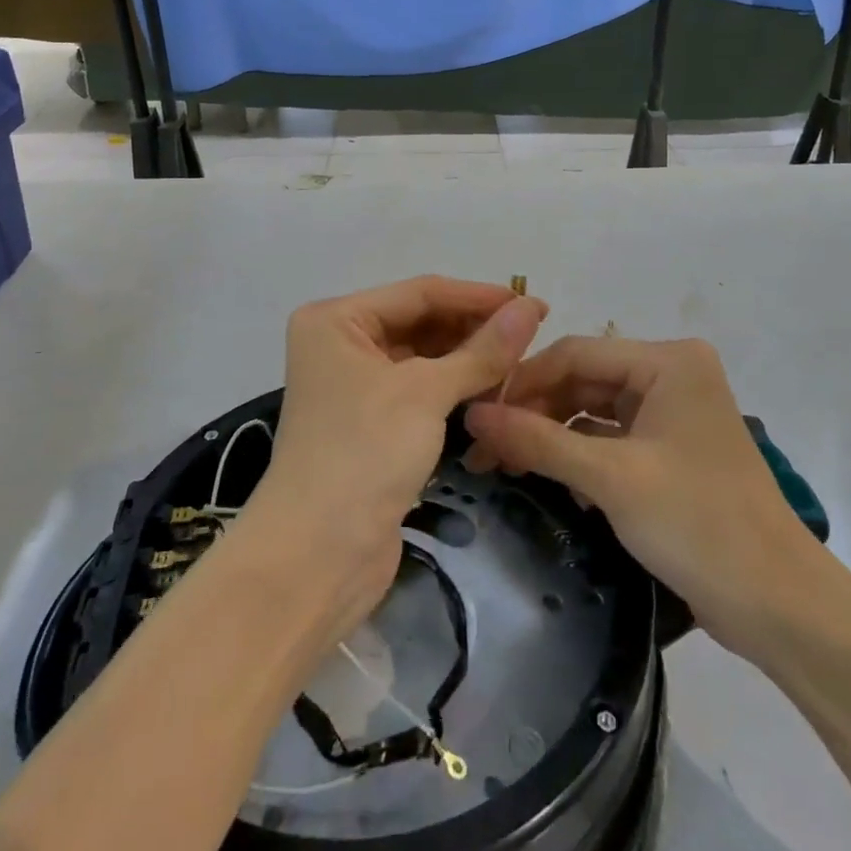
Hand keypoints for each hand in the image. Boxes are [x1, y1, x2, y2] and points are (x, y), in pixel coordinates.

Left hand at [242, 276, 549, 644]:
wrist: (317, 557)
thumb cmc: (364, 454)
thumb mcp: (426, 394)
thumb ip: (482, 350)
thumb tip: (531, 308)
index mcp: (337, 320)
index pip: (419, 293)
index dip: (478, 297)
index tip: (533, 304)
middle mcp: (341, 344)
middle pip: (420, 322)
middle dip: (474, 327)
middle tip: (533, 333)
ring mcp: (354, 385)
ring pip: (423, 358)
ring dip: (468, 359)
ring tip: (523, 359)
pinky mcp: (371, 423)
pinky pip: (420, 390)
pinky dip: (455, 388)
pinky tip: (494, 388)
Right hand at [463, 335, 825, 660]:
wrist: (781, 607)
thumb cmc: (698, 525)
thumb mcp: (611, 478)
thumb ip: (538, 440)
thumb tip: (472, 415)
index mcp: (668, 361)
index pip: (576, 354)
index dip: (523, 383)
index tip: (476, 415)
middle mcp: (672, 373)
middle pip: (584, 380)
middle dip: (535, 411)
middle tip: (484, 447)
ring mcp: (674, 412)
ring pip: (594, 410)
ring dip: (552, 434)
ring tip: (504, 463)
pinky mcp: (672, 448)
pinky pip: (612, 436)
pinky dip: (579, 454)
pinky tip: (547, 475)